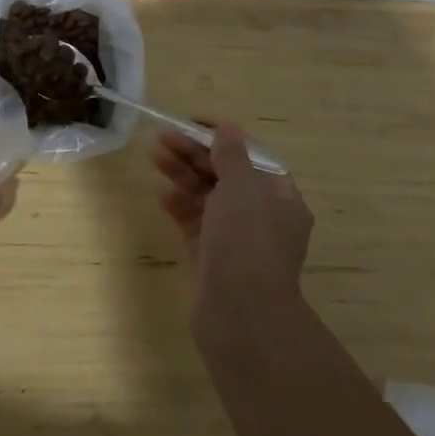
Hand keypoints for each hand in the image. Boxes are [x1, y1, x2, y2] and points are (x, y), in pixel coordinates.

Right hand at [151, 121, 310, 309]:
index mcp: (279, 197)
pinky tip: (162, 195)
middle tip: (163, 138)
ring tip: (155, 157)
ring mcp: (235, 238)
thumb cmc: (247, 240)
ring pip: (206, 196)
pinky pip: (193, 222)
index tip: (191, 122)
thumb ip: (231, 154)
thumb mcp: (242, 186)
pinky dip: (179, 206)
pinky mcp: (210, 256)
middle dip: (195, 153)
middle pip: (225, 173)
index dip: (222, 135)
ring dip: (182, 174)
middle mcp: (260, 216)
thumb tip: (226, 129)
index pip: (251, 155)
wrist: (240, 313)